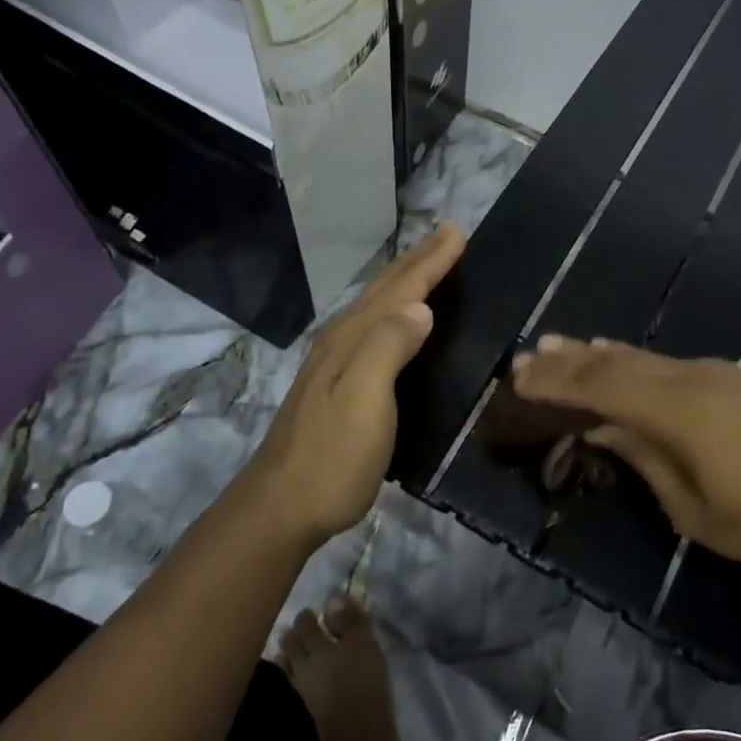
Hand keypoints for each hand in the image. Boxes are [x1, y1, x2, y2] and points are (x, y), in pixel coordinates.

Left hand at [241, 222, 465, 544]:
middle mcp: (341, 340)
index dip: (430, 262)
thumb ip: (388, 349)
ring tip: (427, 264)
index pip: (399, 290)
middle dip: (418, 260)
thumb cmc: (332, 457)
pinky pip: (371, 328)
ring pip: (375, 306)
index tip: (458, 234)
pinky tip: (395, 320)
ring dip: (404, 280)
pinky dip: (391, 310)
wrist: (281, 507)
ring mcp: (333, 363)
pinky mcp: (334, 384)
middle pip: (384, 290)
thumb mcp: (365, 401)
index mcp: (352, 339)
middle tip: (447, 234)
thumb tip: (420, 308)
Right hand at [509, 337, 740, 566]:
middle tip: (524, 357)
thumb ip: (644, 460)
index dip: (556, 382)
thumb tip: (602, 428)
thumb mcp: (694, 510)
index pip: (600, 387)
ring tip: (555, 344)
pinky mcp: (726, 377)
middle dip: (566, 361)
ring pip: (638, 356)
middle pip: (613, 363)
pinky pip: (661, 361)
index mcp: (675, 412)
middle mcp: (687, 379)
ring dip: (593, 352)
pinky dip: (627, 358)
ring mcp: (710, 373)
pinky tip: (614, 354)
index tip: (518, 379)